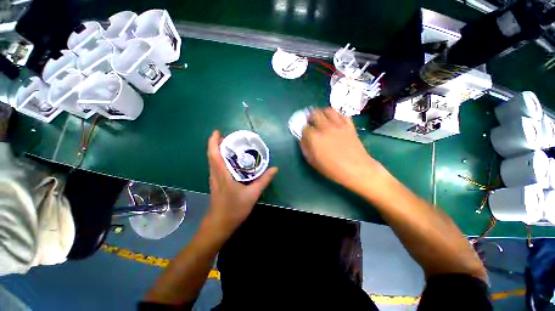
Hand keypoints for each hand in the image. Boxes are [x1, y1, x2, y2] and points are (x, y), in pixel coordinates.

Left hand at [206, 130, 277, 232]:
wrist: (220, 224)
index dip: (213, 142)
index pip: (214, 155)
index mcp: (222, 175)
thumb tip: (274, 168)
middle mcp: (215, 174)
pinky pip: (215, 166)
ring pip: (212, 160)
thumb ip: (264, 180)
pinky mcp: (215, 183)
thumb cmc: (234, 209)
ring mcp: (214, 179)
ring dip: (218, 150)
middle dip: (217, 143)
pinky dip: (219, 159)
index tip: (217, 132)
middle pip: (212, 155)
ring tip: (230, 145)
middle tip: (230, 137)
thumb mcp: (252, 194)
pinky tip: (230, 160)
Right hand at [300, 108, 385, 190]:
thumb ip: (305, 148)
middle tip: (311, 122)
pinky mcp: (349, 125)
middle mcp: (325, 127)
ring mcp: (338, 125)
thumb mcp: (313, 162)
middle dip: (310, 117)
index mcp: (314, 137)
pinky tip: (335, 120)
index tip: (305, 133)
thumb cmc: (332, 169)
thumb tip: (302, 139)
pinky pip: (342, 114)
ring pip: (328, 110)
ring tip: (322, 118)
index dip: (303, 130)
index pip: (305, 127)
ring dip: (322, 112)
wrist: (356, 169)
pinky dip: (336, 114)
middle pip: (315, 114)